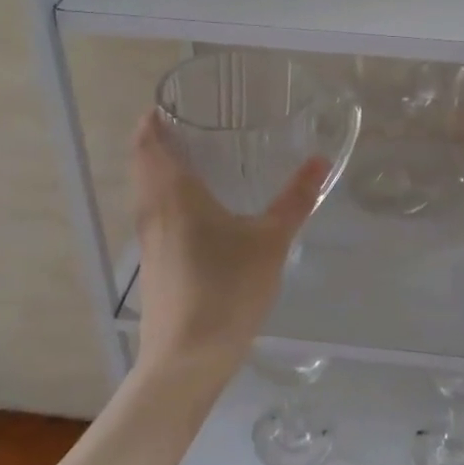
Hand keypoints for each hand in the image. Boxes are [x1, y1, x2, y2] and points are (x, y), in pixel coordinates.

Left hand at [128, 109, 327, 384]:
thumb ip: (295, 199)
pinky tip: (202, 215)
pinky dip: (170, 201)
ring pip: (148, 193)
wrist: (185, 361)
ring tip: (200, 162)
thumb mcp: (270, 241)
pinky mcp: (154, 268)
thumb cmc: (226, 289)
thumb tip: (319, 160)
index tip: (171, 103)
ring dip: (163, 172)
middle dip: (159, 141)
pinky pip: (156, 218)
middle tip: (194, 125)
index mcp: (172, 194)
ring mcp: (148, 243)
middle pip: (143, 164)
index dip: (152, 119)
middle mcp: (152, 211)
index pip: (147, 142)